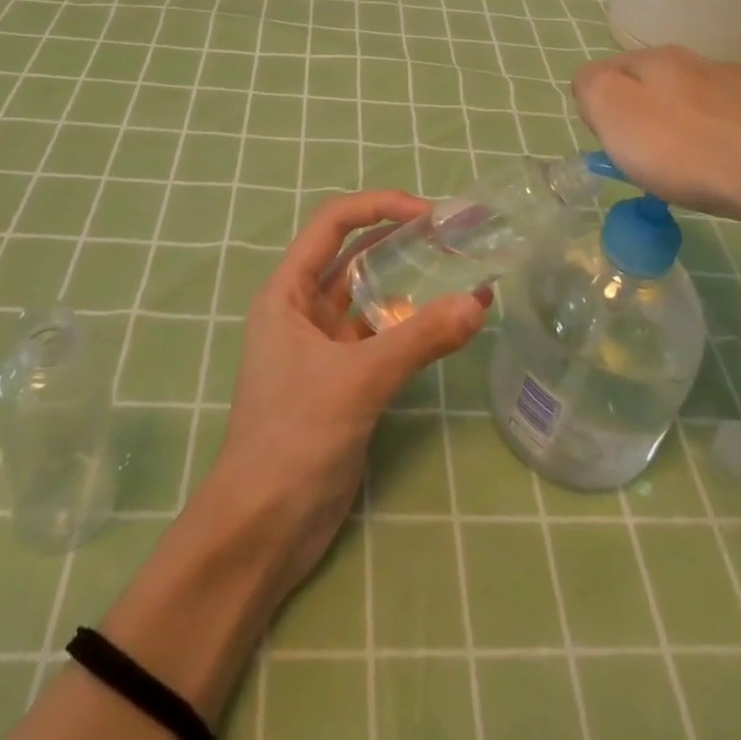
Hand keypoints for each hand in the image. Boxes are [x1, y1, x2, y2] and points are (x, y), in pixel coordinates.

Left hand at [213, 189, 491, 587]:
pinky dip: (412, 327)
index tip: (429, 214)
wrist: (261, 532)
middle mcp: (302, 309)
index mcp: (287, 292)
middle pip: (355, 256)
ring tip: (462, 271)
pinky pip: (382, 338)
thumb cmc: (293, 438)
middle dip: (401, 241)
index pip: (333, 224)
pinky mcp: (343, 380)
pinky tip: (448, 324)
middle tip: (457, 237)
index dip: (379, 207)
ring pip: (371, 298)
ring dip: (411, 285)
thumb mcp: (357, 381)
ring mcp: (323, 346)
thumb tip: (479, 301)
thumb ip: (419, 339)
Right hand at [572, 46, 740, 248]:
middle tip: (641, 160)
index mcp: (656, 58)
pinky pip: (725, 127)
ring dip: (679, 131)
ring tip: (683, 171)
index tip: (609, 144)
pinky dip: (715, 146)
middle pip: (651, 87)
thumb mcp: (612, 112)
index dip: (600, 108)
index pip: (607, 70)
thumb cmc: (682, 146)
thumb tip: (592, 84)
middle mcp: (698, 62)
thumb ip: (590, 88)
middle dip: (640, 118)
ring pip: (691, 105)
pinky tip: (720, 171)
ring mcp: (739, 88)